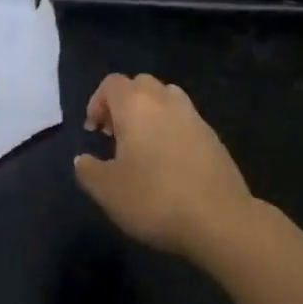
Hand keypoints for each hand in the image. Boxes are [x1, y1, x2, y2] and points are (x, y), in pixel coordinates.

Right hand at [75, 74, 254, 262]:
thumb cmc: (155, 199)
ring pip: (166, 98)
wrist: (220, 220)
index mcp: (136, 105)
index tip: (94, 132)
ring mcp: (194, 116)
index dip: (97, 102)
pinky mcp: (213, 137)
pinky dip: (172, 130)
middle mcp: (165, 100)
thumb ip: (88, 170)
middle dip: (124, 103)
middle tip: (116, 136)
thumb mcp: (107, 191)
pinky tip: (169, 163)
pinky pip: (185, 121)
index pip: (111, 83)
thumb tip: (82, 159)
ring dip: (150, 113)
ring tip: (143, 146)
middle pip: (140, 85)